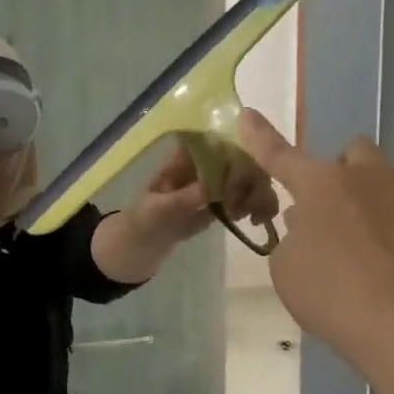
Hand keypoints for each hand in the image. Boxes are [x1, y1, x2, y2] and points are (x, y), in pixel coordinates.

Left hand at [129, 141, 280, 241]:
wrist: (136, 249)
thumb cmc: (141, 223)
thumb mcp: (158, 210)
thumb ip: (183, 199)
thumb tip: (211, 187)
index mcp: (183, 161)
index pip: (214, 143)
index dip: (236, 150)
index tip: (249, 171)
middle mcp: (201, 169)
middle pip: (237, 159)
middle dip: (252, 176)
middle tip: (254, 201)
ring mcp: (210, 188)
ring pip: (244, 179)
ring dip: (257, 192)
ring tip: (257, 215)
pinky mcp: (217, 208)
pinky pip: (242, 200)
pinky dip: (253, 206)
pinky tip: (256, 220)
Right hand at [235, 110, 393, 363]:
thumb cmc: (334, 297)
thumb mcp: (288, 270)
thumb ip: (295, 237)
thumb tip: (311, 222)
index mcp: (323, 186)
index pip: (281, 156)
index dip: (261, 137)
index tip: (247, 114)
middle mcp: (376, 178)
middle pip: (356, 152)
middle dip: (346, 174)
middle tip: (340, 214)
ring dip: (386, 207)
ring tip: (385, 256)